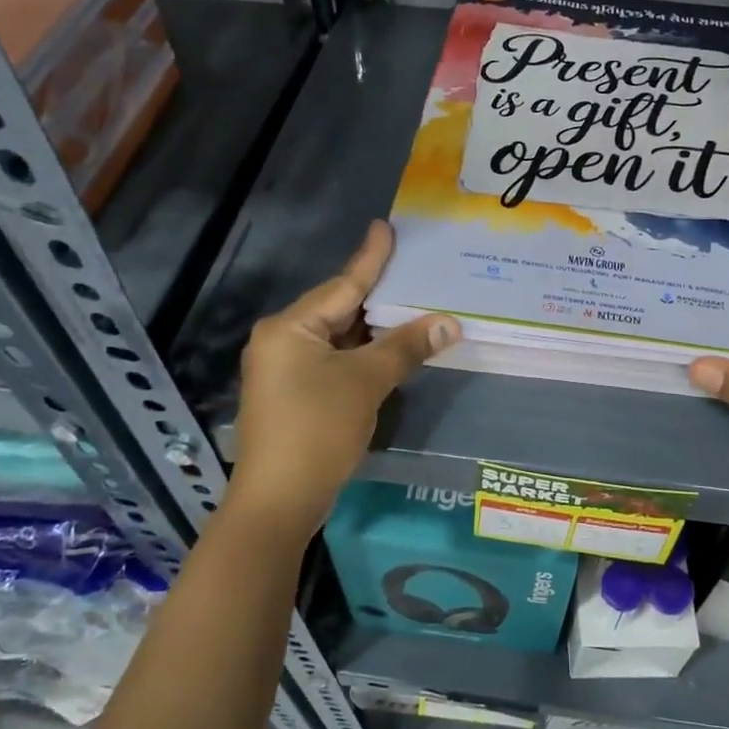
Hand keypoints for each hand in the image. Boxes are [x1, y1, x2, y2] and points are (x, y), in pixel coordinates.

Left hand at [228, 221, 458, 529]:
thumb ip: (406, 347)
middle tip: (414, 272)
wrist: (278, 500)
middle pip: (338, 310)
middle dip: (378, 297)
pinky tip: (390, 350)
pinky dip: (362, 355)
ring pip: (337, 338)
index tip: (385, 227)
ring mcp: (284, 369)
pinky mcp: (293, 395)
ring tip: (412, 307)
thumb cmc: (318, 429)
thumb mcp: (366, 382)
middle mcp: (281, 340)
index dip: (370, 258)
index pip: (342, 284)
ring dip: (373, 330)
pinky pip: (333, 361)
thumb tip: (450, 321)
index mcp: (290, 327)